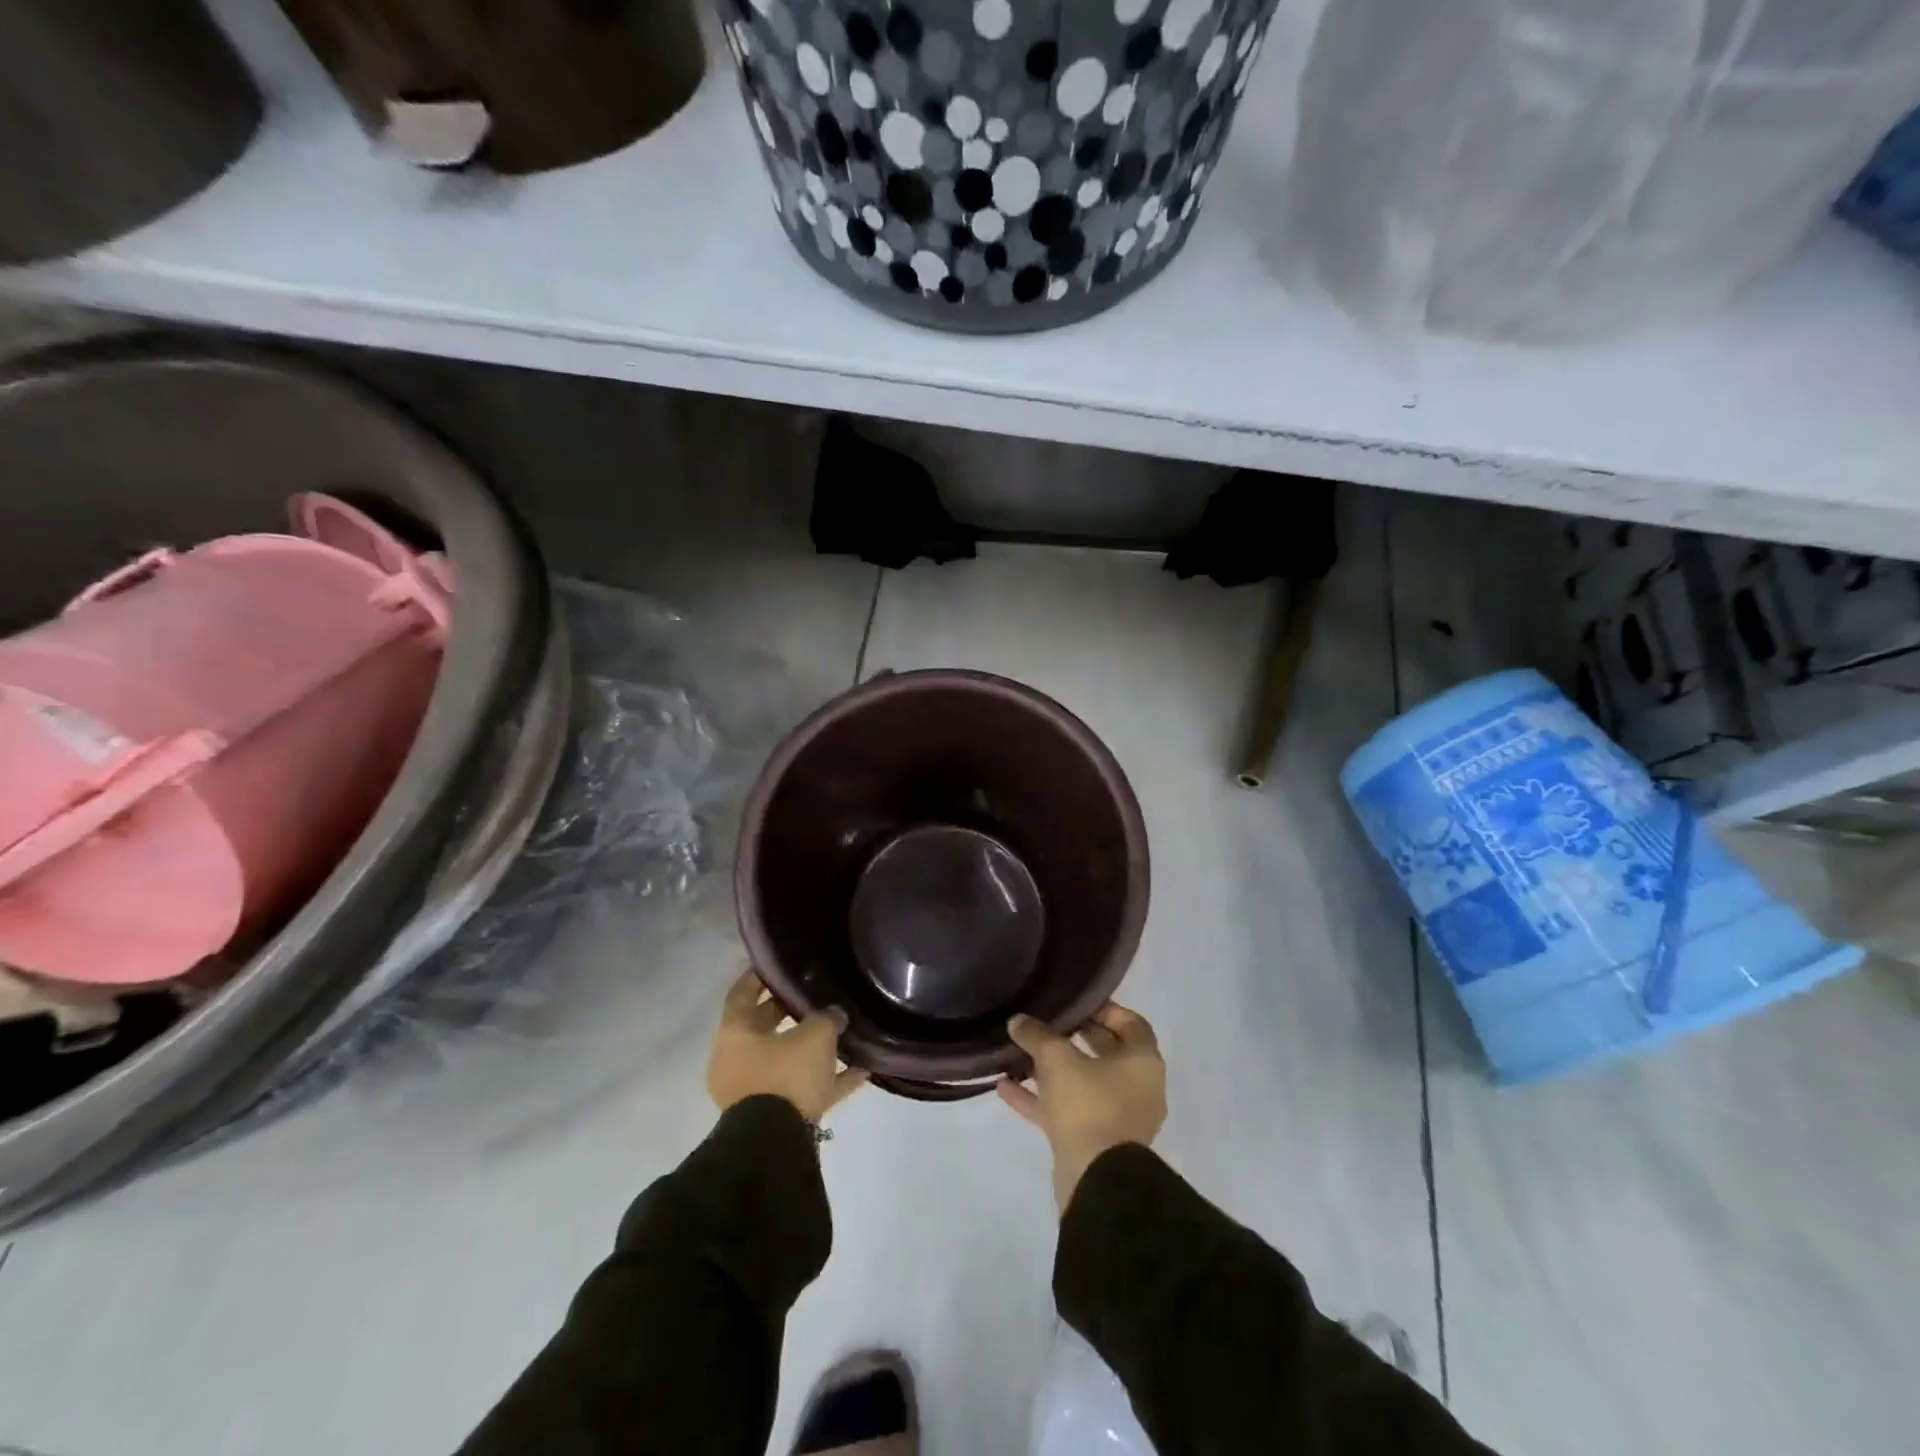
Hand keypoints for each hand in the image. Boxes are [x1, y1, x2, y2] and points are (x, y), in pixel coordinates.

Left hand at [708, 969, 866, 1123]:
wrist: (775, 1145)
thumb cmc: (786, 1074)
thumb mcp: (816, 1036)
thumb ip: (827, 1018)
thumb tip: (834, 1014)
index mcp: (735, 1033)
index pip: (742, 992)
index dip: (759, 975)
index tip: (777, 964)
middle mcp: (736, 1059)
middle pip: (763, 1026)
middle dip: (788, 1011)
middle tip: (815, 994)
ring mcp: (751, 1091)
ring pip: (784, 1059)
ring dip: (810, 1050)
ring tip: (842, 1034)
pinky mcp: (771, 1117)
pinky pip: (800, 1090)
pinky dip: (825, 1081)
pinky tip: (860, 1072)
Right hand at [998, 1002, 1166, 1211]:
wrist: (1097, 1182)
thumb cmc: (1088, 1104)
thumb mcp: (1057, 1059)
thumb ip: (1037, 1035)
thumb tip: (1018, 1020)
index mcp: (1143, 1061)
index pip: (1130, 1023)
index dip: (1103, 1009)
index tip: (1074, 1003)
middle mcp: (1138, 1087)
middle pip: (1106, 1052)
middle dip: (1074, 1037)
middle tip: (1046, 1022)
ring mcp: (1118, 1118)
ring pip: (1084, 1083)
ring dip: (1052, 1070)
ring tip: (1019, 1053)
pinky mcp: (1096, 1142)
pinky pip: (1068, 1111)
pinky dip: (1042, 1099)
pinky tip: (1005, 1088)